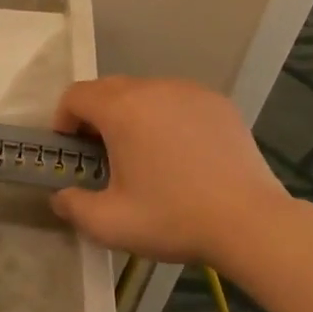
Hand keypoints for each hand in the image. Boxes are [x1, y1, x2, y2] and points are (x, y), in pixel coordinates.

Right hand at [49, 76, 291, 269]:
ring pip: (145, 92)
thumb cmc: (174, 218)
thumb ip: (73, 206)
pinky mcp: (217, 102)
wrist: (251, 222)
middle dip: (96, 116)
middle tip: (103, 154)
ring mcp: (188, 91)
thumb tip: (61, 196)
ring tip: (144, 153)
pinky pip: (177, 100)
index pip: (76, 95)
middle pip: (109, 89)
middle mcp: (152, 88)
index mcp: (121, 109)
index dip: (64, 119)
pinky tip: (181, 153)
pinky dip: (167, 117)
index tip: (71, 149)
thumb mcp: (110, 224)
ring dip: (132, 114)